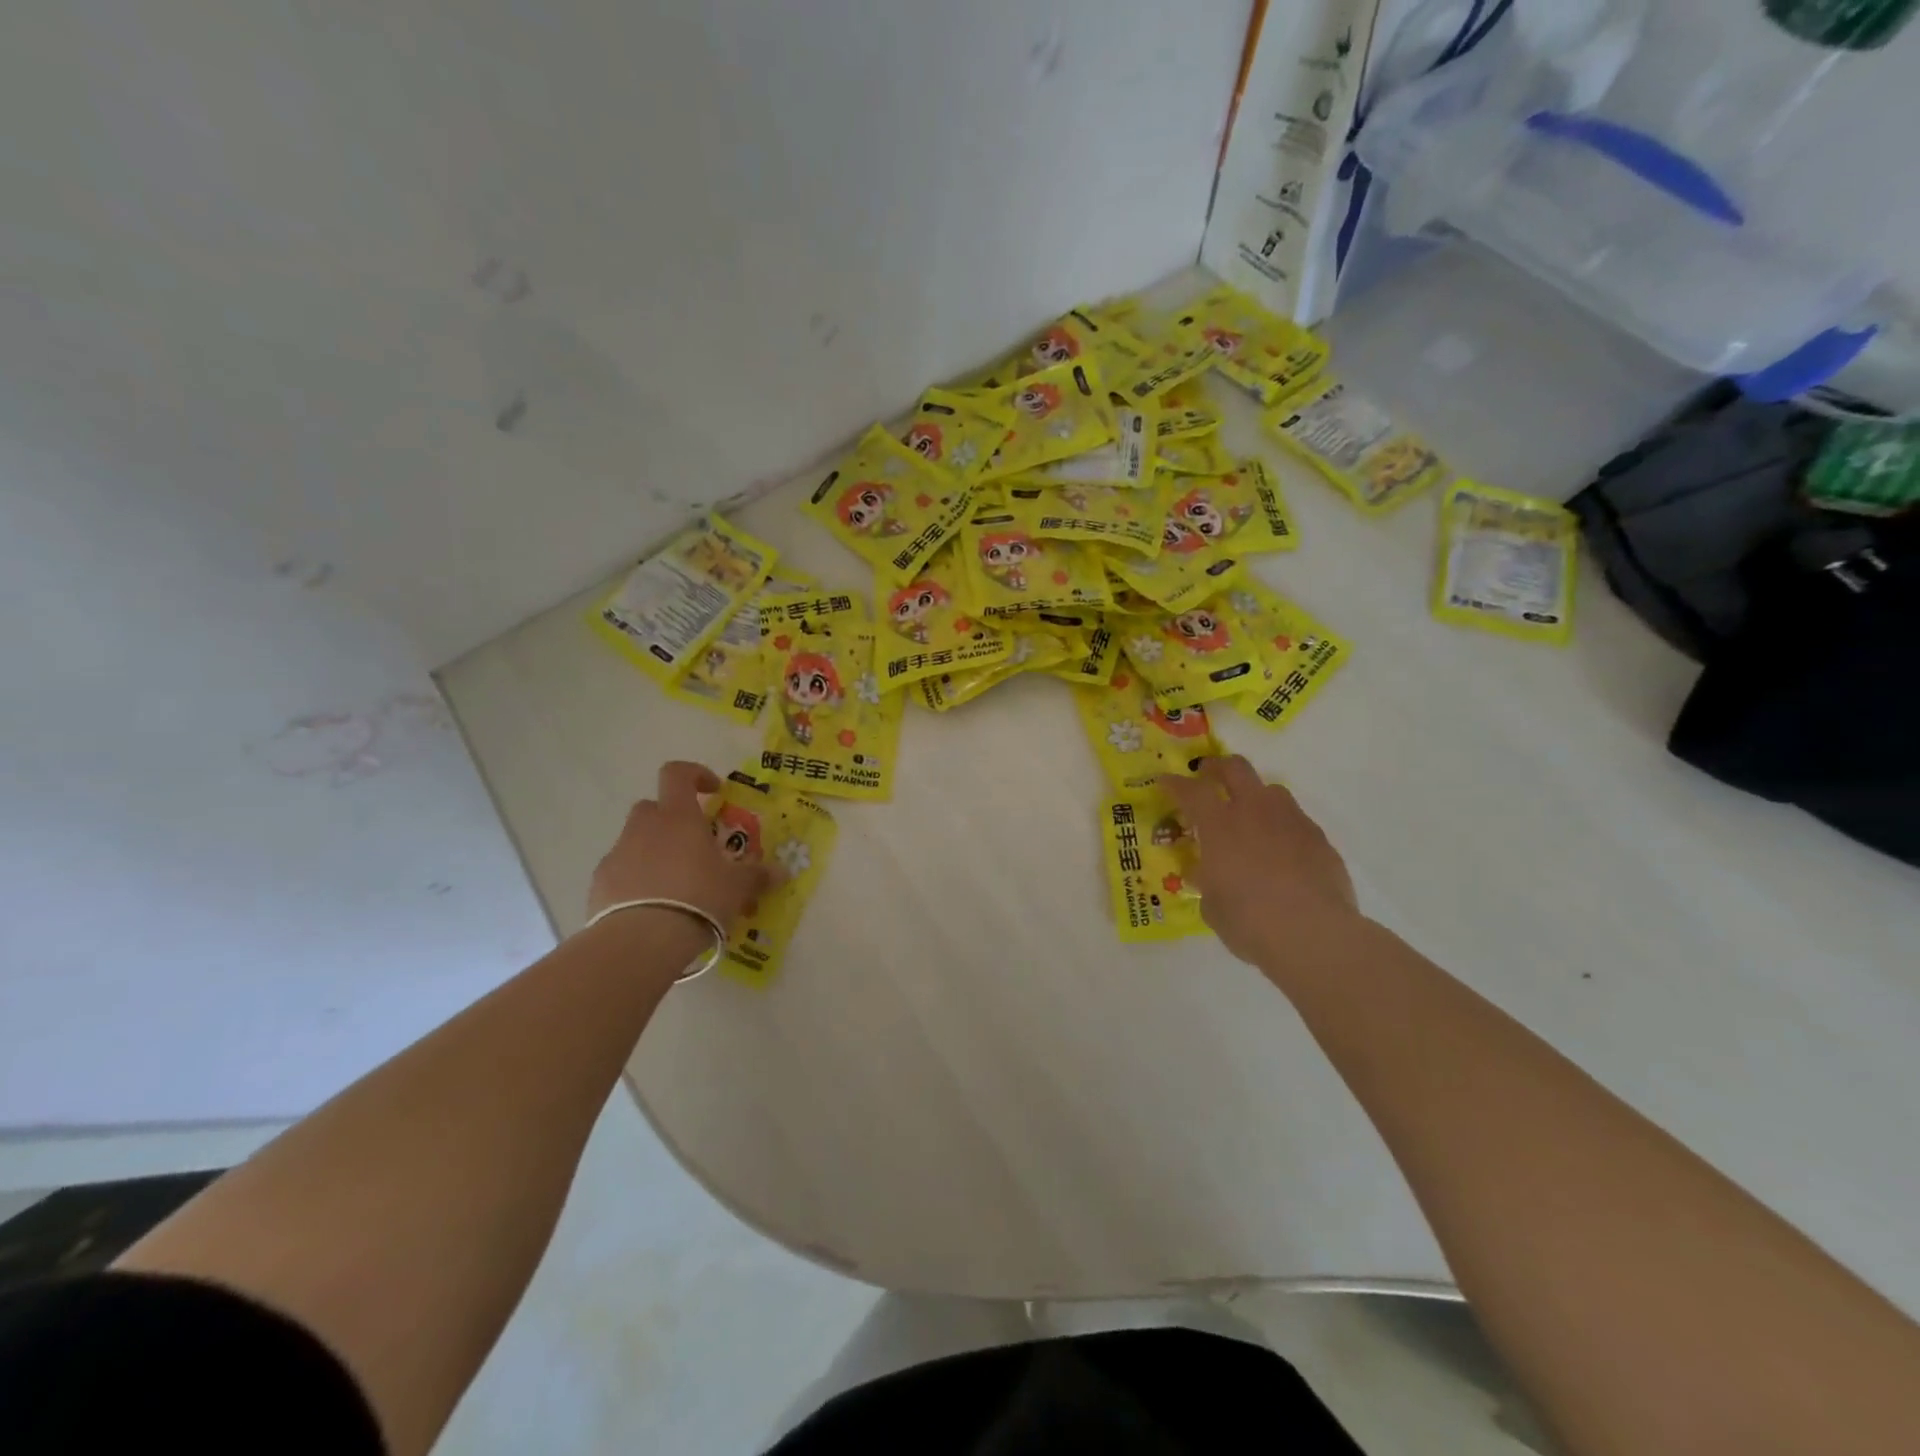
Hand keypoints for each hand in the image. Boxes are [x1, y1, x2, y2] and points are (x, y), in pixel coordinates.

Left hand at [587, 762, 772, 929]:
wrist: (641, 940)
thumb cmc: (698, 898)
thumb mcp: (738, 888)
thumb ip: (758, 876)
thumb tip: (782, 872)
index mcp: (678, 817)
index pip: (677, 774)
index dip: (695, 775)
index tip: (713, 792)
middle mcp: (644, 827)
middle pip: (653, 807)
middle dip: (672, 820)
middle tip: (694, 846)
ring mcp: (617, 854)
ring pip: (635, 840)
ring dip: (654, 852)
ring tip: (675, 884)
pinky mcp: (599, 884)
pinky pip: (621, 872)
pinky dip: (635, 880)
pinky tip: (651, 906)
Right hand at [1159, 756, 1357, 964]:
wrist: (1314, 934)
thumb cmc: (1250, 921)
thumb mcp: (1212, 905)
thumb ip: (1206, 881)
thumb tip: (1204, 873)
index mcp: (1220, 826)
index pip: (1192, 790)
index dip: (1175, 784)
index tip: (1165, 782)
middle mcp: (1255, 812)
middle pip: (1235, 768)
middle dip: (1217, 767)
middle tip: (1207, 775)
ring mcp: (1291, 822)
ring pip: (1271, 790)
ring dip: (1255, 796)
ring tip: (1249, 818)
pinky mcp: (1320, 839)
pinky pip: (1296, 821)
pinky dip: (1282, 827)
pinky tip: (1282, 853)